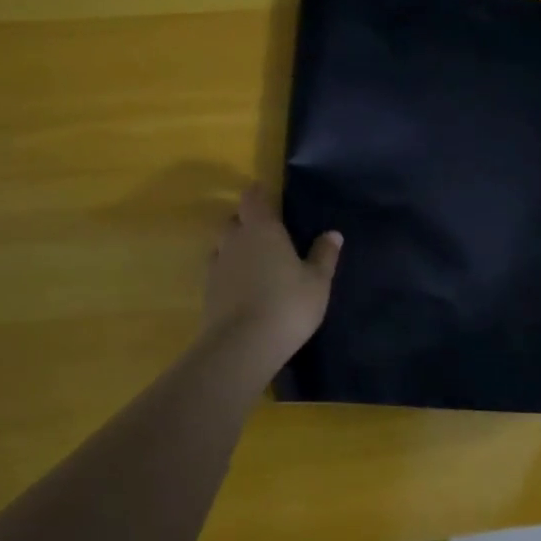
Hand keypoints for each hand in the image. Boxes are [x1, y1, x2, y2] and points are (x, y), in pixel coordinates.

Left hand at [202, 183, 342, 365]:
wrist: (242, 346)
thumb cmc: (287, 305)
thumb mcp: (317, 282)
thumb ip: (323, 255)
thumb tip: (332, 233)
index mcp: (262, 229)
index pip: (253, 198)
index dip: (259, 194)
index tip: (269, 197)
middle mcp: (234, 240)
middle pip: (234, 219)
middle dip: (247, 221)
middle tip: (267, 232)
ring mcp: (217, 265)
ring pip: (222, 244)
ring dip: (235, 246)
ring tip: (255, 260)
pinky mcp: (207, 291)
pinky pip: (218, 269)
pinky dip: (229, 271)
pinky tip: (243, 285)